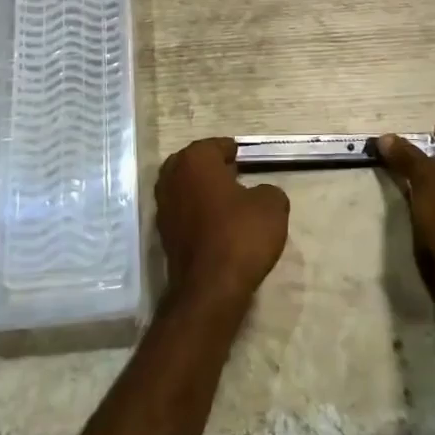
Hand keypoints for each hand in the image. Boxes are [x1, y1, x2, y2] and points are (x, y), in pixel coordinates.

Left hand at [156, 138, 289, 311]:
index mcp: (195, 160)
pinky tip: (217, 225)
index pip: (215, 145)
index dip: (232, 151)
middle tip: (236, 176)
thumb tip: (261, 194)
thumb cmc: (240, 235)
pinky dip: (197, 213)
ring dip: (203, 191)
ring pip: (185, 188)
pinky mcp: (163, 234)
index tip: (245, 159)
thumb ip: (269, 190)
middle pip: (194, 164)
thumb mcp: (272, 206)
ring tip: (229, 202)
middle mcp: (172, 177)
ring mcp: (163, 207)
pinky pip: (183, 212)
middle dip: (212, 168)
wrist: (210, 288)